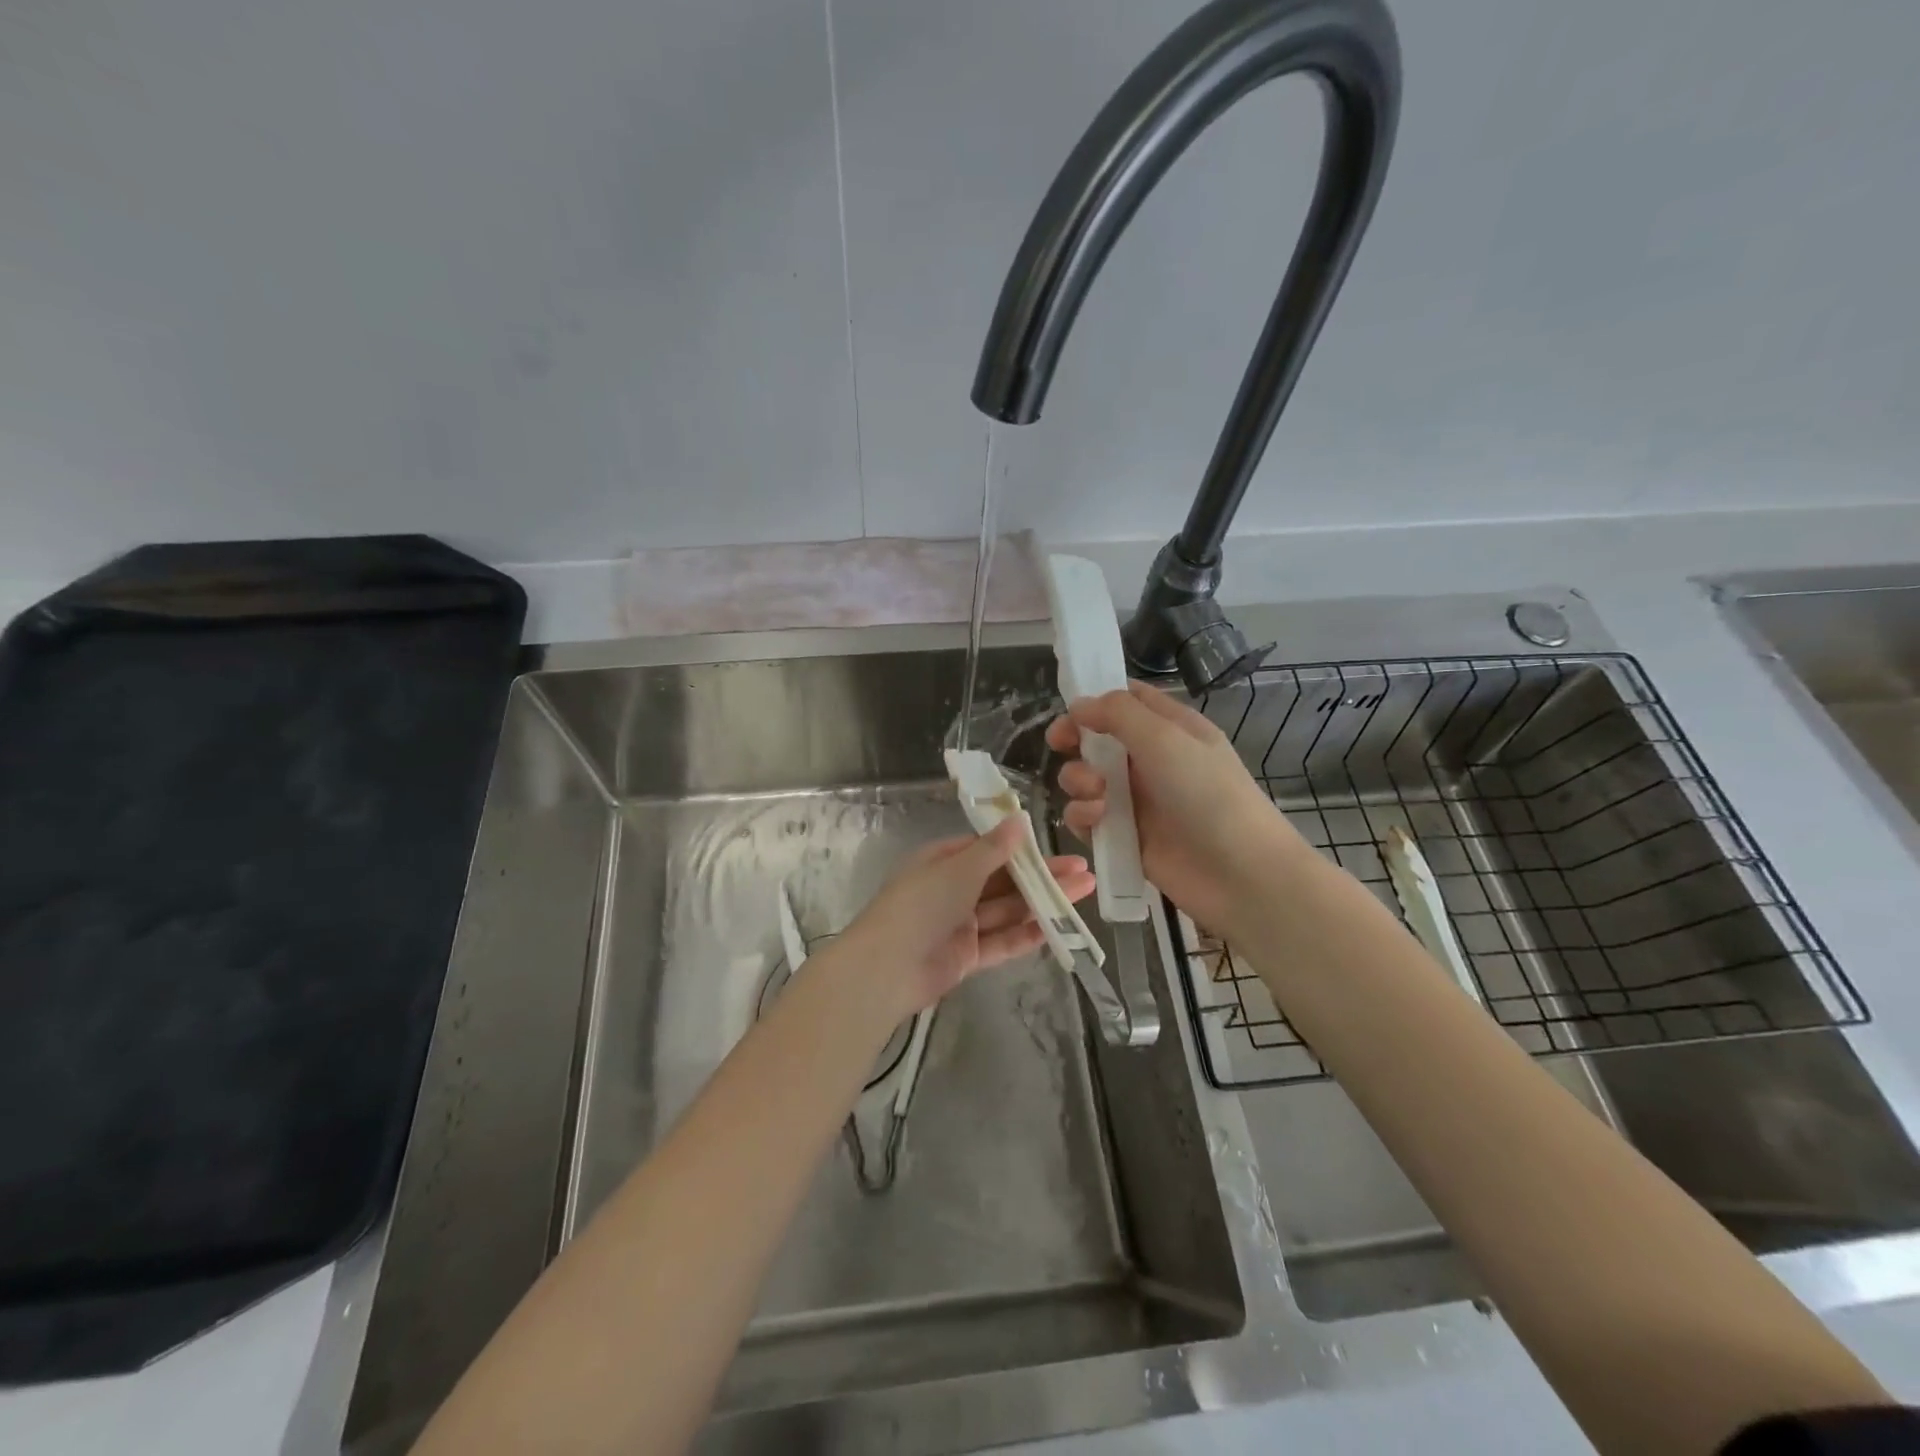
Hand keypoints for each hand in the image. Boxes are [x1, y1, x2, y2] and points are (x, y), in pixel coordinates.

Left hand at [833, 820, 1094, 1019]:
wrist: (887, 968)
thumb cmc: (921, 904)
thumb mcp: (959, 868)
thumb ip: (994, 849)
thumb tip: (1019, 819)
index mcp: (943, 861)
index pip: (988, 849)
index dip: (1023, 849)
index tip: (1057, 848)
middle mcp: (952, 890)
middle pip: (1004, 881)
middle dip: (1042, 876)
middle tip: (1084, 871)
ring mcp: (959, 924)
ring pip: (1008, 910)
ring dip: (1043, 902)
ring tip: (1083, 894)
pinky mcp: (966, 956)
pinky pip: (1002, 941)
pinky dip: (1028, 934)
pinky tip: (1060, 927)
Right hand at [1046, 681, 1303, 934]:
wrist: (1239, 874)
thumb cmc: (1207, 794)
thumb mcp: (1166, 739)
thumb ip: (1118, 713)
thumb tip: (1078, 704)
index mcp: (1169, 729)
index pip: (1127, 701)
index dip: (1095, 699)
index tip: (1069, 709)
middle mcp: (1150, 760)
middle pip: (1097, 739)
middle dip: (1074, 740)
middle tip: (1060, 744)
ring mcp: (1135, 800)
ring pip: (1085, 778)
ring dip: (1078, 779)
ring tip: (1095, 792)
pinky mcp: (1123, 837)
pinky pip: (1087, 818)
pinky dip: (1083, 816)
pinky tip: (1096, 820)